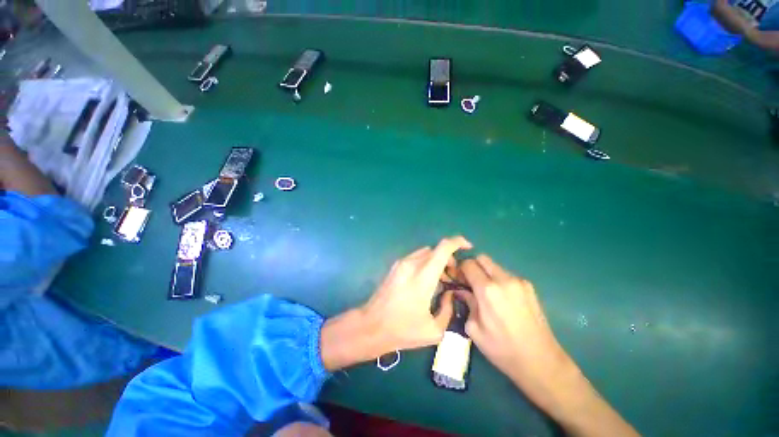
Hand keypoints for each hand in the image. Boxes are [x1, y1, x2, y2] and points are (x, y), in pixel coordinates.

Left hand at [320, 236, 472, 370]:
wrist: (371, 326)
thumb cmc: (403, 329)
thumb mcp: (434, 329)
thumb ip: (448, 309)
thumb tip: (450, 294)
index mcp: (423, 276)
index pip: (443, 248)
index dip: (458, 242)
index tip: (468, 247)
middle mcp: (412, 263)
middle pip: (436, 250)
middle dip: (448, 259)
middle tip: (452, 277)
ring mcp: (401, 263)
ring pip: (426, 253)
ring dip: (436, 262)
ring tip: (440, 281)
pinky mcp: (395, 266)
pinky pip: (416, 258)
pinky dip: (426, 264)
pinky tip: (426, 281)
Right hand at [456, 256, 571, 399]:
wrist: (540, 361)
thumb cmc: (502, 349)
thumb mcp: (474, 329)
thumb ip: (467, 303)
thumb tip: (461, 290)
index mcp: (487, 290)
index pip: (468, 264)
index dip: (460, 269)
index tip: (458, 279)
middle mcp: (504, 279)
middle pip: (482, 258)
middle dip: (473, 266)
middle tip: (470, 282)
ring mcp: (519, 281)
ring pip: (495, 265)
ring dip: (486, 273)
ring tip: (488, 292)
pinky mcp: (529, 286)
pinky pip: (507, 275)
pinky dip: (499, 280)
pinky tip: (503, 299)